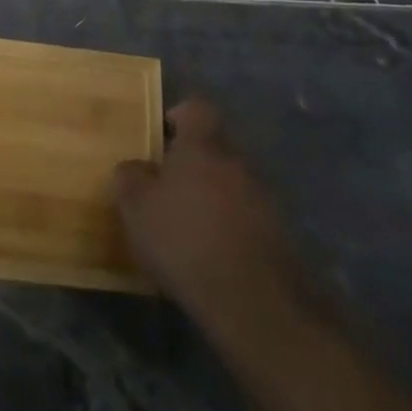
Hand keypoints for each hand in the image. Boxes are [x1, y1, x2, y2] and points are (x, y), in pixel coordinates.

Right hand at [113, 99, 299, 319]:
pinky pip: (249, 218)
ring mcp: (265, 199)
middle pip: (215, 147)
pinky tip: (213, 255)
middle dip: (194, 163)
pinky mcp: (281, 237)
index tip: (161, 135)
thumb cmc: (184, 239)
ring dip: (214, 197)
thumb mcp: (136, 207)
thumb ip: (130, 177)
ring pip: (233, 183)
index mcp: (203, 145)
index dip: (179, 115)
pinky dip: (231, 228)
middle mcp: (238, 162)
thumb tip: (134, 168)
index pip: (197, 107)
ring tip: (189, 226)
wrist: (253, 302)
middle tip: (167, 187)